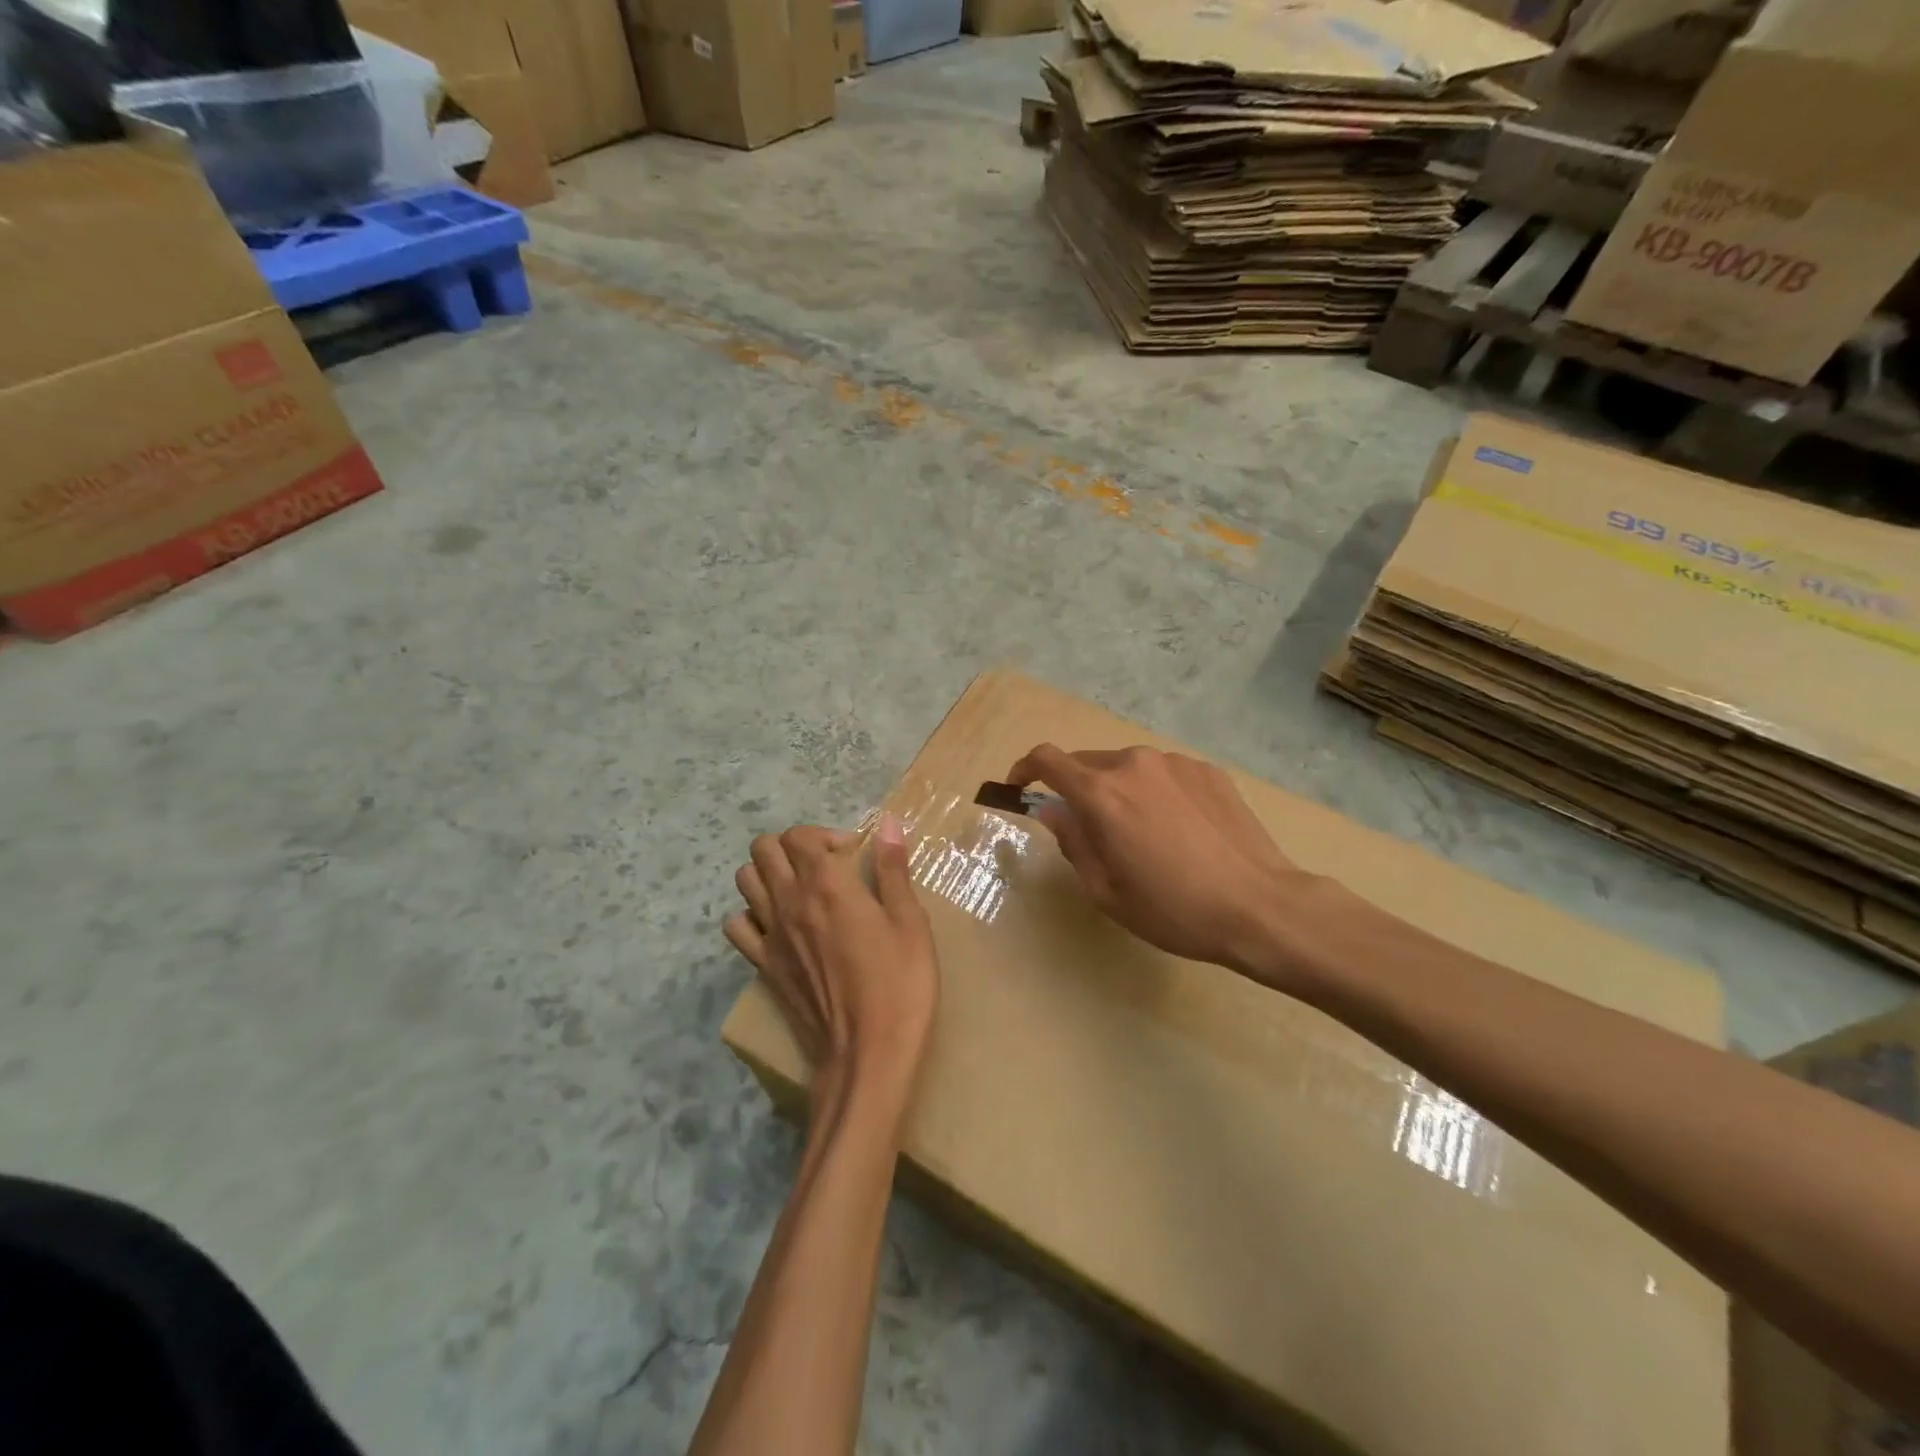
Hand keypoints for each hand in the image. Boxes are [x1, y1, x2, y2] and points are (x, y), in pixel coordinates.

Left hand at [725, 818, 938, 1110]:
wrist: (868, 1053)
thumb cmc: (900, 984)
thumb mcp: (910, 922)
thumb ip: (893, 870)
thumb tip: (890, 823)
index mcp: (828, 884)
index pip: (800, 835)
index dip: (825, 835)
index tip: (853, 855)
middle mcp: (790, 901)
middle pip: (764, 849)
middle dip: (793, 847)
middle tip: (826, 866)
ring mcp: (770, 935)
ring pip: (745, 880)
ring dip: (769, 874)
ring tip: (801, 890)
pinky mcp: (763, 966)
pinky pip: (737, 926)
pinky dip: (752, 915)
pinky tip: (780, 926)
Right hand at [1009, 744, 1314, 977]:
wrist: (1260, 906)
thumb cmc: (1173, 910)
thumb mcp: (1106, 891)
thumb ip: (1072, 841)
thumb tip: (1052, 810)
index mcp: (1102, 794)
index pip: (1047, 759)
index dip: (1024, 768)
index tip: (1019, 786)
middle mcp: (1134, 765)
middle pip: (1087, 763)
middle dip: (1075, 789)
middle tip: (1089, 829)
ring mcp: (1175, 763)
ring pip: (1127, 768)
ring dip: (1118, 790)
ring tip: (1142, 834)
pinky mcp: (1207, 769)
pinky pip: (1164, 773)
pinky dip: (1154, 792)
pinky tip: (1179, 830)